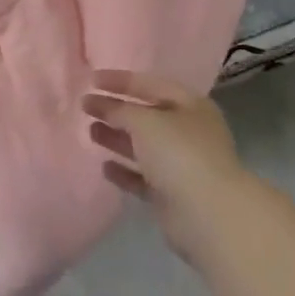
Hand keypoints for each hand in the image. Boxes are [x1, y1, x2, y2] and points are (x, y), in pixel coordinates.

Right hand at [82, 70, 246, 260]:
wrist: (208, 215)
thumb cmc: (179, 153)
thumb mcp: (145, 121)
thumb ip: (120, 109)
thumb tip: (101, 104)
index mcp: (190, 105)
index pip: (150, 84)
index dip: (120, 80)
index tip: (90, 80)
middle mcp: (188, 131)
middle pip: (145, 115)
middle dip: (116, 110)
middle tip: (85, 106)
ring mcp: (181, 164)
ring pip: (143, 146)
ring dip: (117, 138)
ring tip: (90, 131)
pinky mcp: (172, 195)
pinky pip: (143, 177)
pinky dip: (125, 171)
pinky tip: (104, 167)